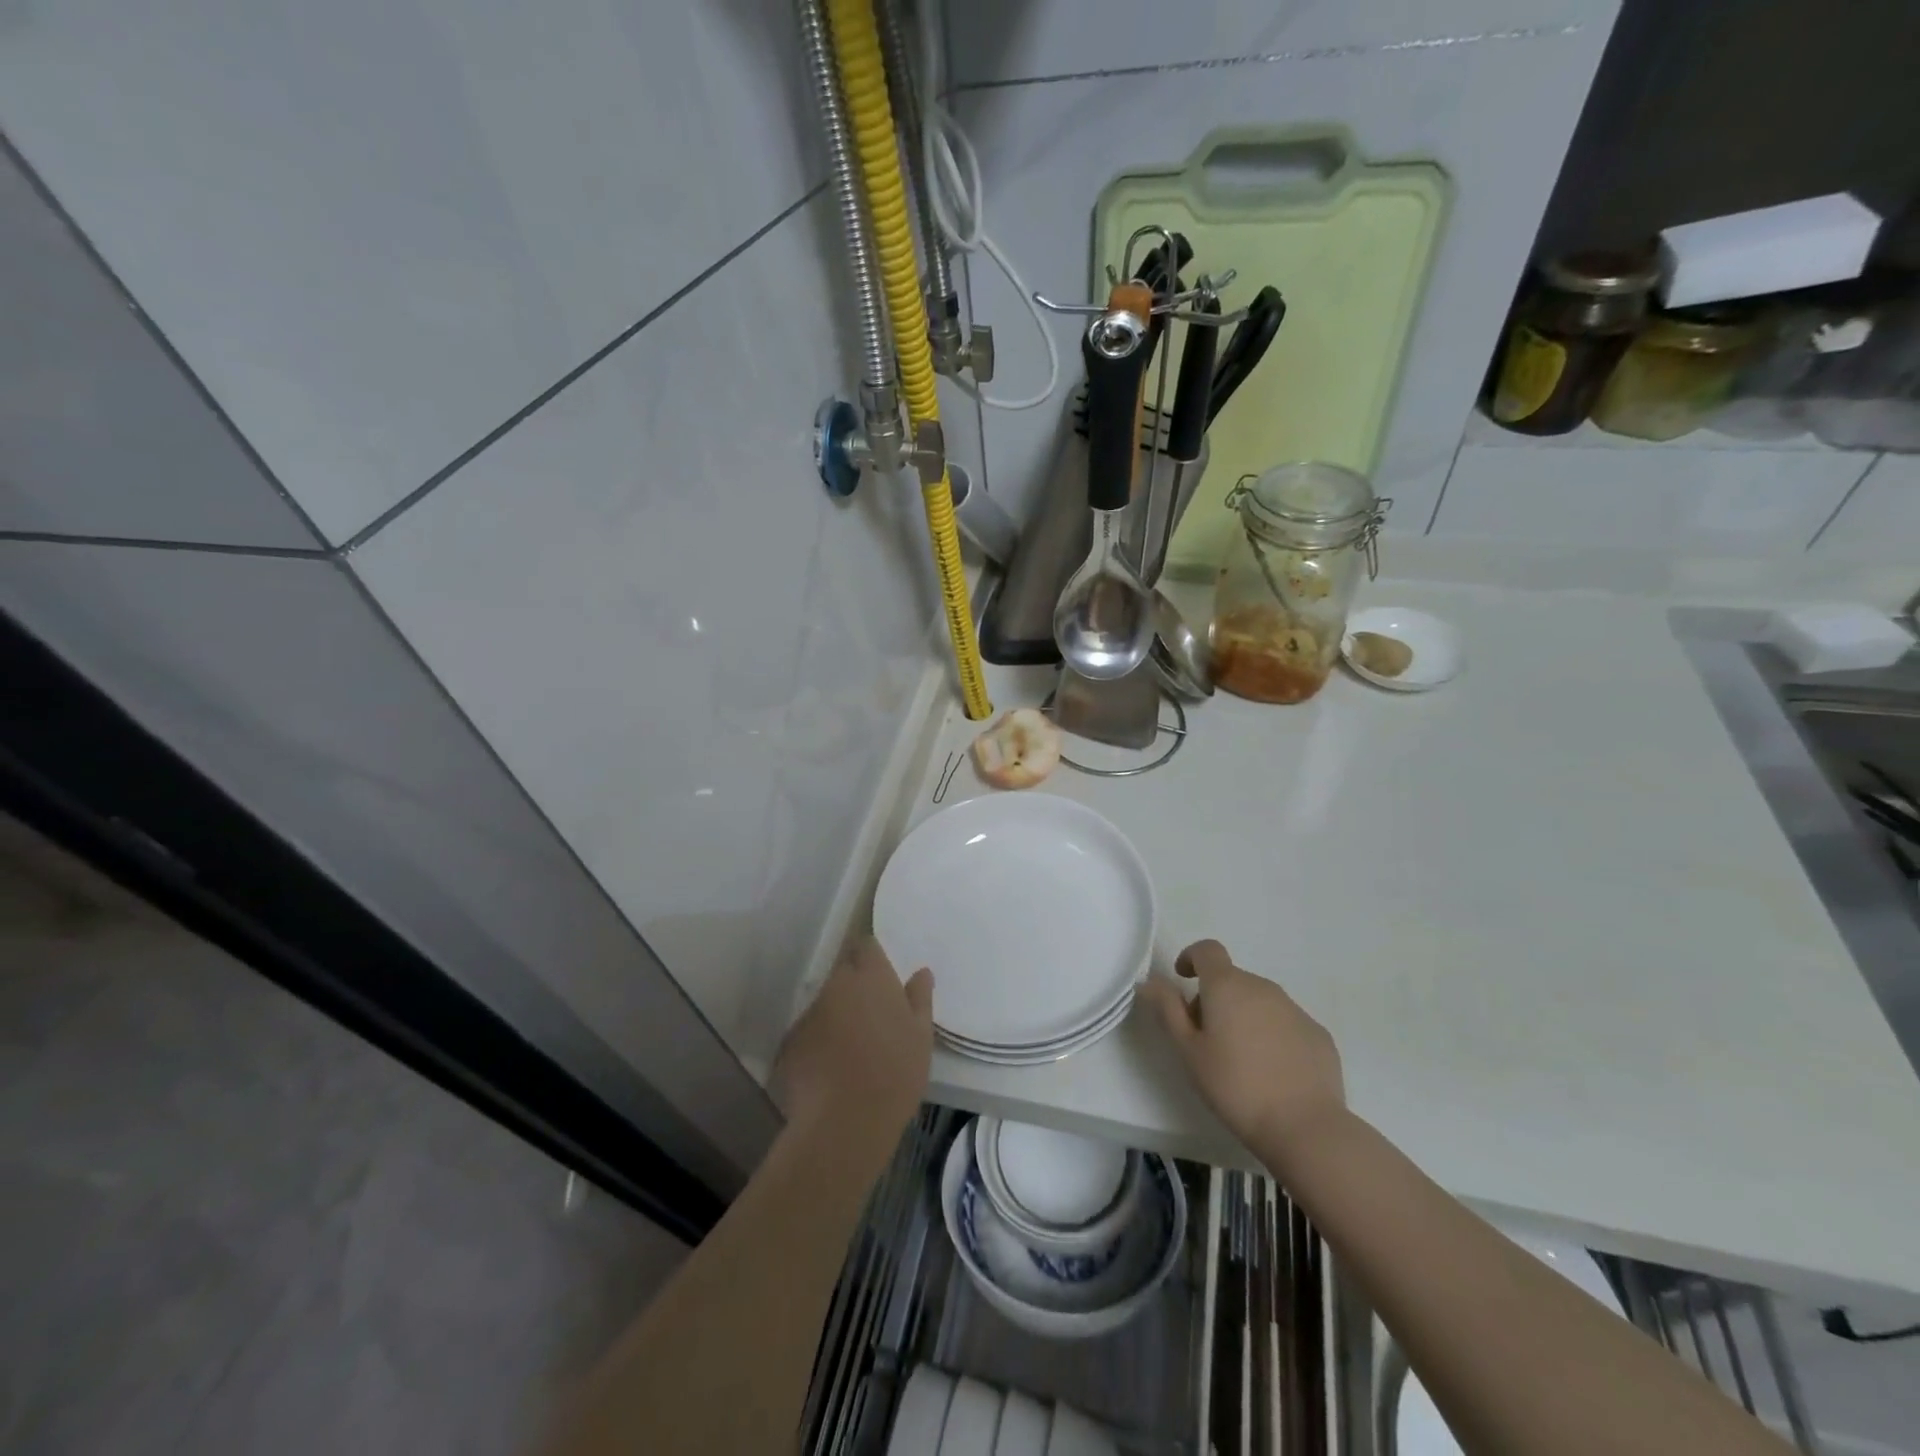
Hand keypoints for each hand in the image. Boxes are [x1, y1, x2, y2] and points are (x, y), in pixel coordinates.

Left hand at [773, 937, 932, 1153]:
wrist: (846, 1121)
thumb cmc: (895, 1072)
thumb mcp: (921, 1035)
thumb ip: (919, 998)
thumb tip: (921, 972)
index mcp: (871, 976)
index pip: (866, 945)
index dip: (872, 957)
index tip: (882, 976)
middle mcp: (836, 985)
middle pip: (844, 973)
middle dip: (855, 987)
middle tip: (873, 1015)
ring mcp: (810, 1012)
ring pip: (826, 1003)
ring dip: (837, 1014)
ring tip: (853, 1047)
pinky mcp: (791, 1042)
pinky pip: (809, 1031)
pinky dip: (820, 1041)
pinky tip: (831, 1068)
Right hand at [1139, 939, 1345, 1165]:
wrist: (1305, 1127)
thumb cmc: (1235, 1086)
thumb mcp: (1188, 1050)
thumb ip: (1168, 1009)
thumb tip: (1150, 980)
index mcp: (1228, 986)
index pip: (1207, 950)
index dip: (1191, 957)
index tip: (1183, 979)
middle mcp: (1263, 988)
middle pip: (1232, 979)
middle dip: (1214, 998)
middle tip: (1205, 1038)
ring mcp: (1295, 1010)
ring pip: (1259, 1001)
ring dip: (1243, 1016)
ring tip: (1240, 1059)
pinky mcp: (1318, 1034)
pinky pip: (1285, 1023)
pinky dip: (1271, 1034)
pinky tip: (1271, 1071)